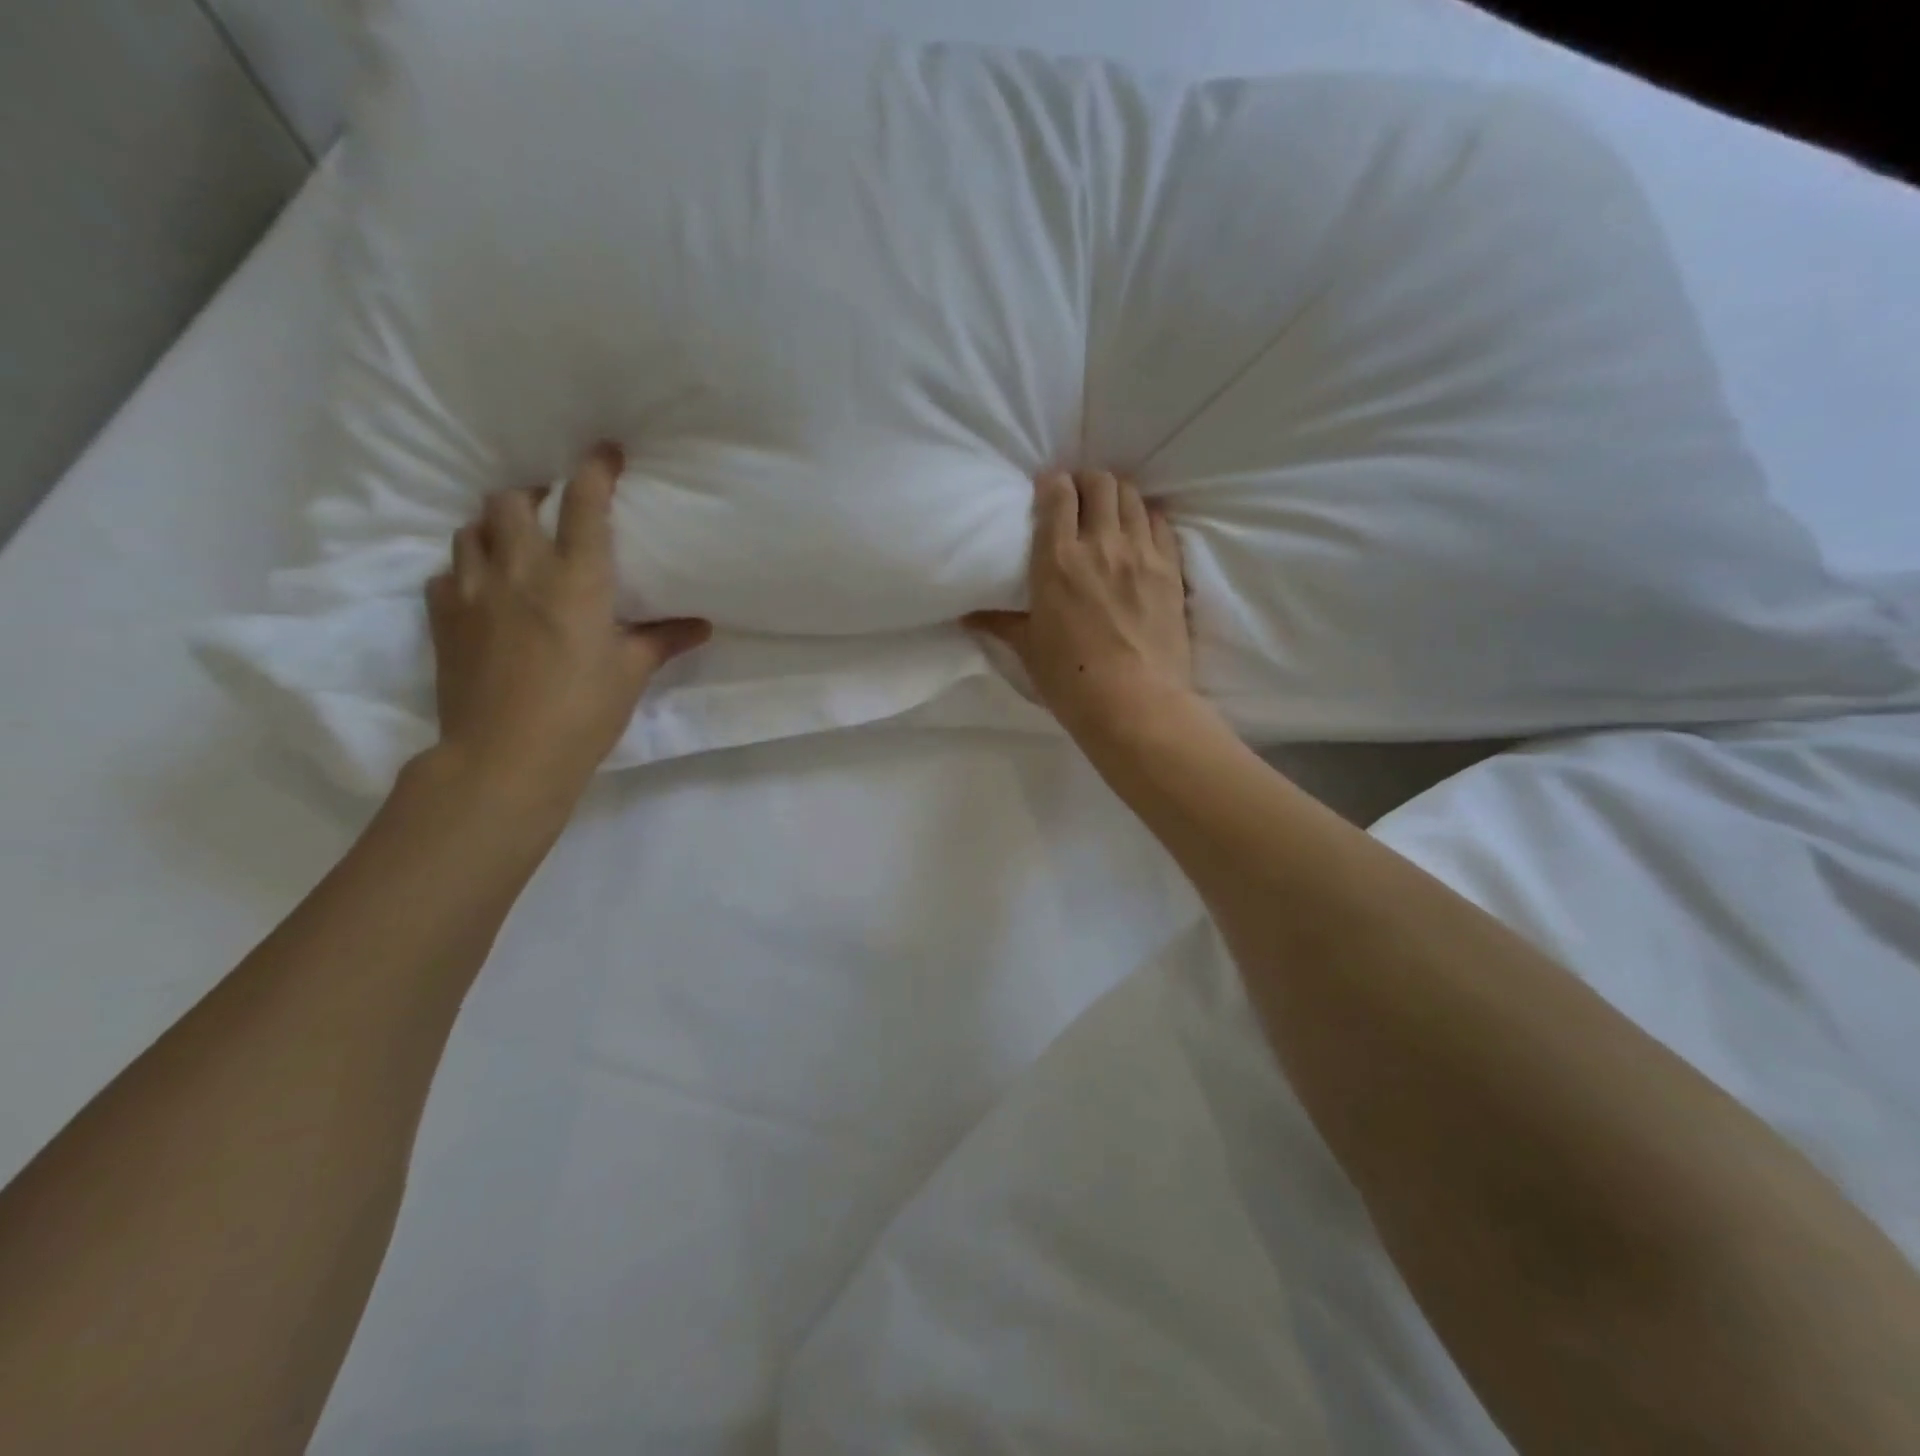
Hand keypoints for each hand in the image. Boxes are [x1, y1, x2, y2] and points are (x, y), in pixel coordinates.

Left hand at [423, 443, 710, 808]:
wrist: (506, 756)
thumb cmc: (582, 711)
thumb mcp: (631, 673)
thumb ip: (663, 640)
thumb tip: (702, 626)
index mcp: (576, 580)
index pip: (584, 504)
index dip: (595, 469)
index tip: (605, 453)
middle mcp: (520, 570)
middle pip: (510, 501)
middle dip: (532, 496)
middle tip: (552, 512)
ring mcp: (473, 590)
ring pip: (471, 530)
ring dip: (495, 529)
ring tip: (515, 547)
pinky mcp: (442, 617)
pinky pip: (447, 573)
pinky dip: (466, 571)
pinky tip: (483, 592)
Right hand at [968, 470, 1193, 742]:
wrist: (1135, 705)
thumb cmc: (1071, 680)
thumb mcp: (1028, 649)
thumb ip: (999, 623)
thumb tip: (966, 615)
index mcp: (1057, 560)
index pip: (1058, 495)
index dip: (1053, 484)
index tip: (1049, 490)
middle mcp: (1100, 544)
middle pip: (1099, 484)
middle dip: (1087, 482)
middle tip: (1079, 498)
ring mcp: (1141, 553)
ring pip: (1132, 497)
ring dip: (1117, 495)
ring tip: (1110, 510)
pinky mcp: (1171, 569)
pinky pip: (1161, 523)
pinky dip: (1147, 517)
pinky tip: (1140, 531)